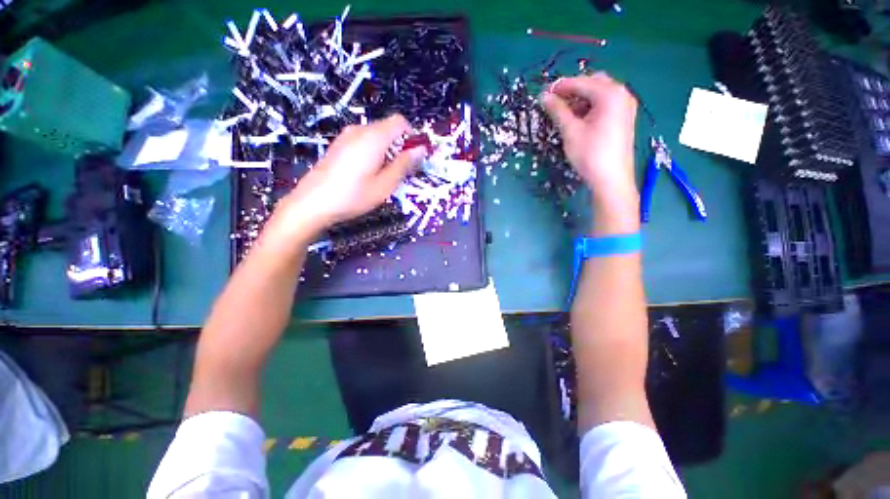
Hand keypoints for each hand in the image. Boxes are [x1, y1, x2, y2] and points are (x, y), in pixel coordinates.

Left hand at [268, 115, 425, 243]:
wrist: (313, 202)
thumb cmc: (353, 196)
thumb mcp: (385, 184)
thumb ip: (404, 165)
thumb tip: (421, 150)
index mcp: (374, 137)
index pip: (400, 122)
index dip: (412, 136)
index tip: (414, 157)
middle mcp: (359, 130)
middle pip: (388, 128)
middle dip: (400, 146)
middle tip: (401, 172)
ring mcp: (346, 136)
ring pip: (376, 136)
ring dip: (387, 151)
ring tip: (384, 175)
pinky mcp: (339, 145)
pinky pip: (364, 141)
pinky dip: (374, 152)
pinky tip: (368, 173)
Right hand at [541, 74, 638, 208]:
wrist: (611, 179)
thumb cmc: (590, 154)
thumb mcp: (570, 131)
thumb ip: (557, 110)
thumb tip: (544, 96)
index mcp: (610, 93)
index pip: (581, 82)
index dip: (560, 87)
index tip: (543, 93)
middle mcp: (621, 94)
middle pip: (593, 83)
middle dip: (573, 91)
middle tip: (555, 104)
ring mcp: (625, 106)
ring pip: (599, 94)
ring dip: (581, 99)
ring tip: (565, 114)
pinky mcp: (624, 118)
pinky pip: (605, 104)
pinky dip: (591, 107)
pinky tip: (580, 120)